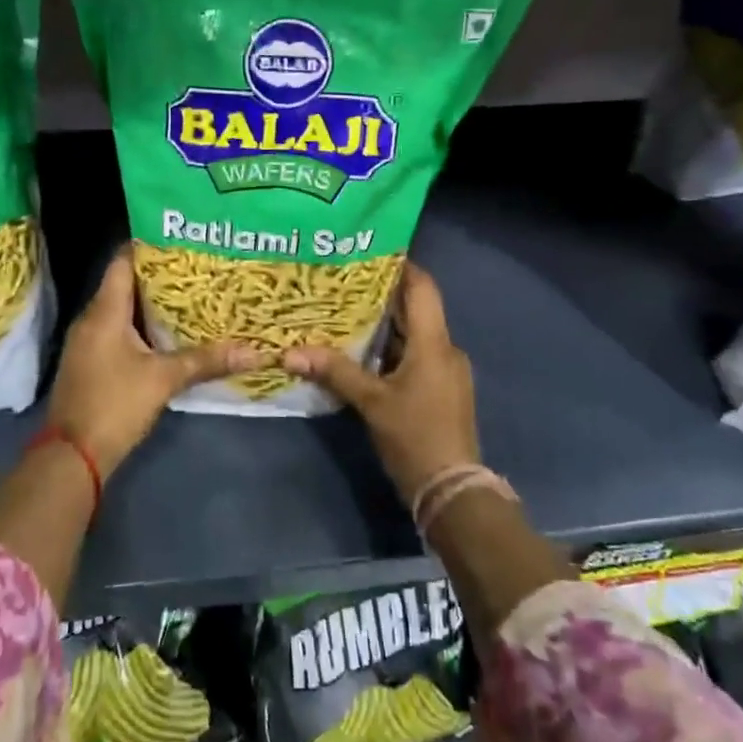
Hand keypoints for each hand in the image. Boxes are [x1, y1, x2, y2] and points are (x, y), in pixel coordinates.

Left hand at [47, 249, 258, 476]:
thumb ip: (206, 360)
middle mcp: (91, 320)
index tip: (180, 237)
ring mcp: (87, 343)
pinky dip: (141, 328)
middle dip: (159, 276)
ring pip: (121, 311)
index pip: (122, 262)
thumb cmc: (114, 405)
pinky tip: (168, 334)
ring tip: (190, 296)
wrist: (72, 457)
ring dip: (151, 305)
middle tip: (197, 267)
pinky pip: (117, 332)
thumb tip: (253, 352)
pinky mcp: (90, 363)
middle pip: (124, 285)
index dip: (148, 246)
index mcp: (104, 312)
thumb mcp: (164, 379)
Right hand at [284, 263, 478, 505]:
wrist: (452, 490)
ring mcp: (446, 371)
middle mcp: (445, 350)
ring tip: (345, 311)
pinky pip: (416, 355)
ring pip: (414, 334)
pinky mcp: (441, 390)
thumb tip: (291, 352)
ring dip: (385, 324)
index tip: (369, 251)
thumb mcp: (371, 403)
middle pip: (416, 309)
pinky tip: (362, 351)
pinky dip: (391, 348)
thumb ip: (335, 372)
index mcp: (434, 344)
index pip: (422, 288)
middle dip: (382, 295)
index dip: (401, 266)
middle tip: (343, 280)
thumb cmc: (414, 437)